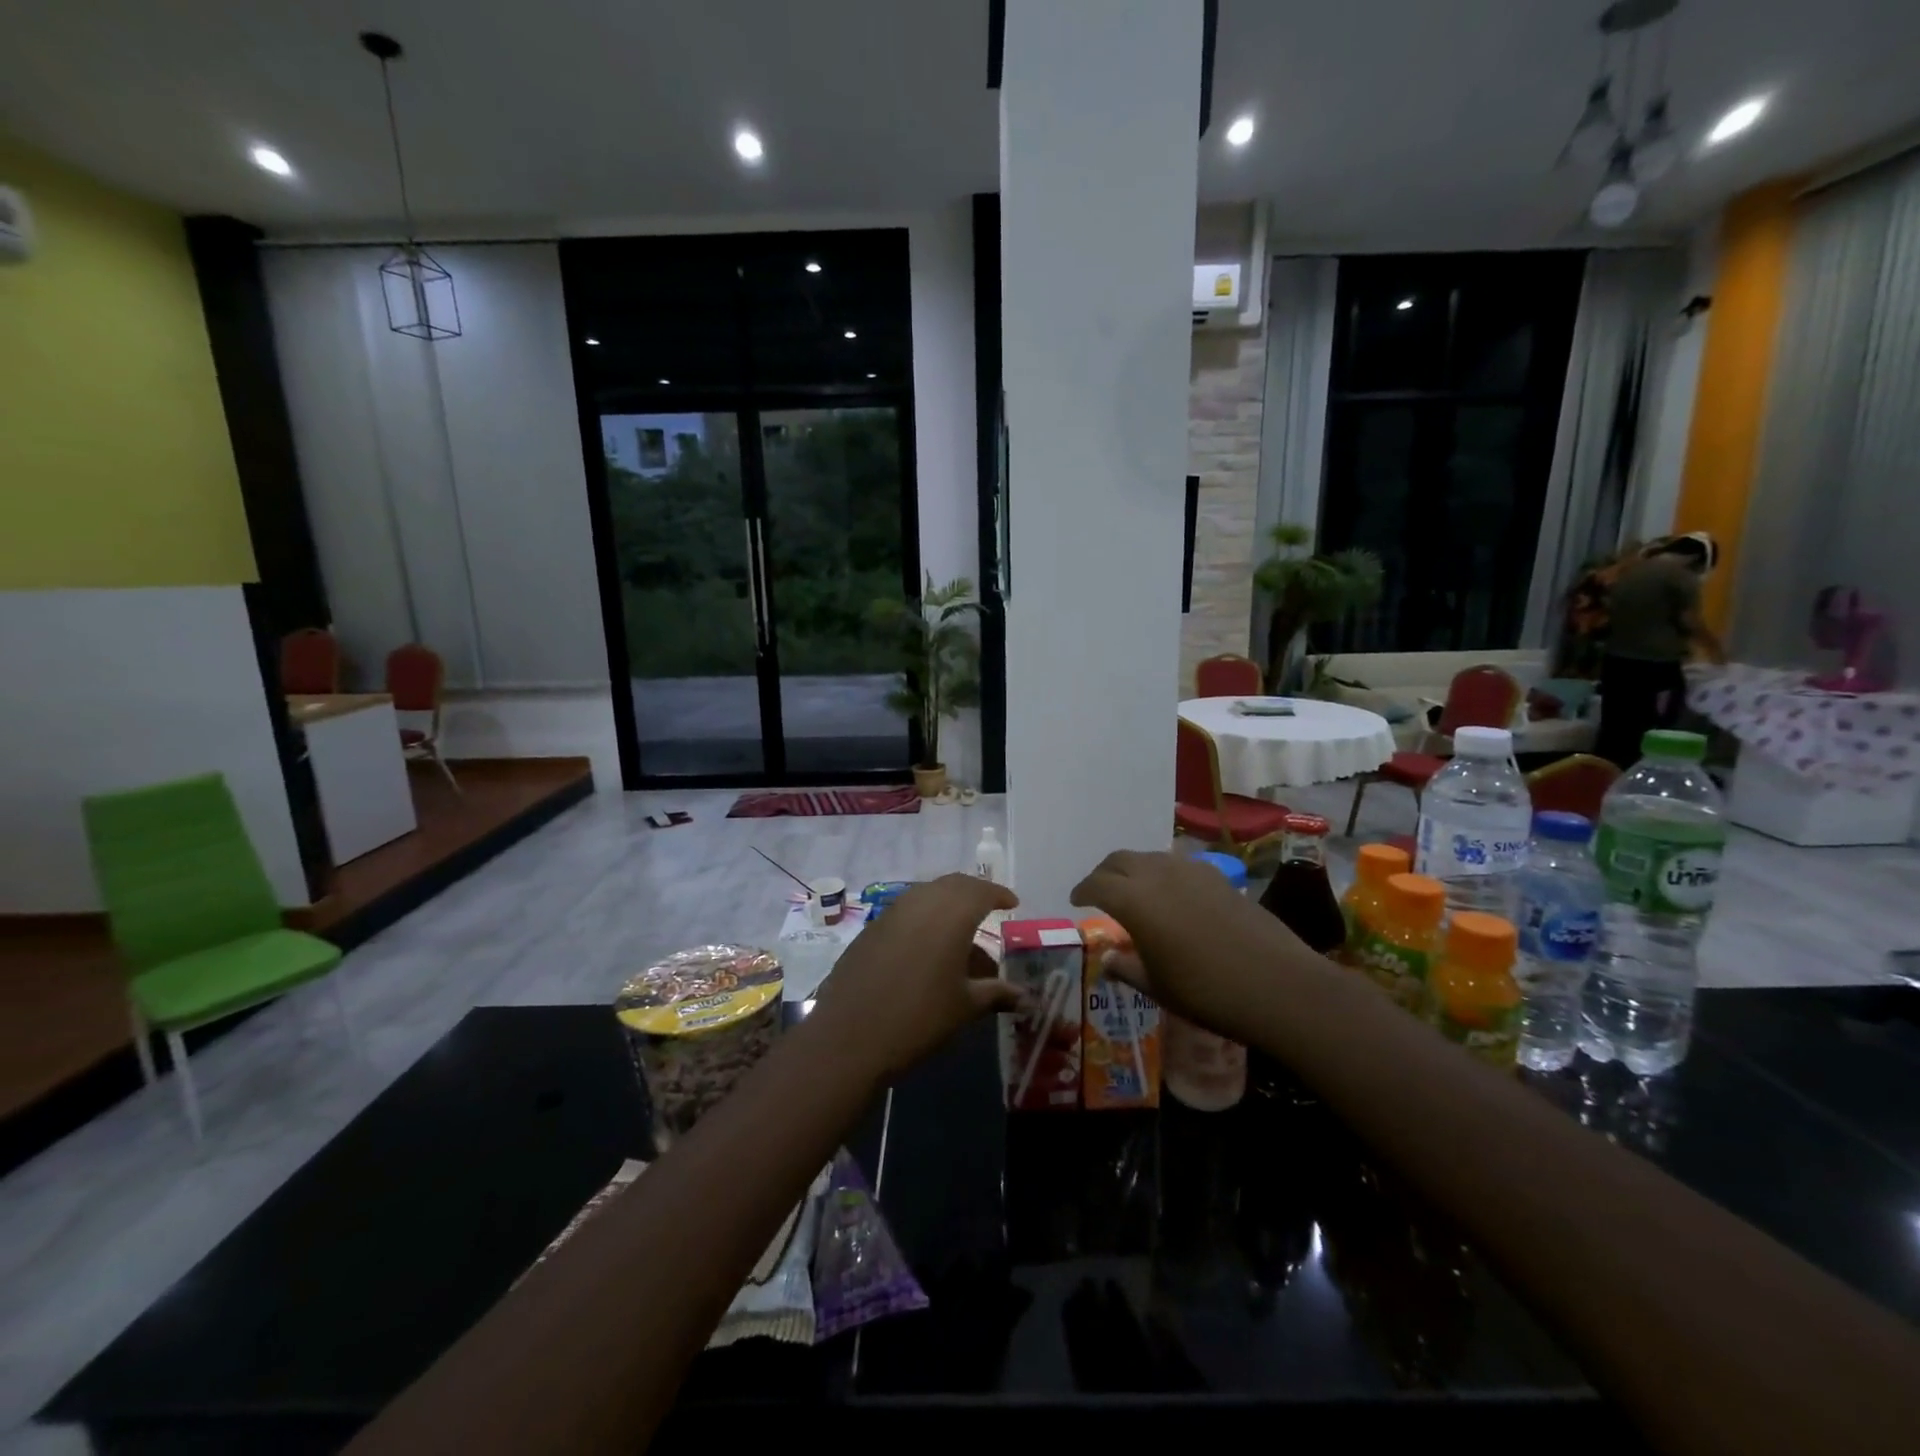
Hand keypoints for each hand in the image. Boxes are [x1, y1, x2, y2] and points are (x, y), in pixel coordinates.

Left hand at [810, 874, 1021, 1081]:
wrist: (849, 1036)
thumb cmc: (919, 1018)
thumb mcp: (965, 1006)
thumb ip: (997, 994)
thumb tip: (1027, 998)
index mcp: (952, 914)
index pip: (981, 891)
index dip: (999, 894)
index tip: (1012, 903)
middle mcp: (922, 902)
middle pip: (953, 885)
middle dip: (974, 894)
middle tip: (989, 909)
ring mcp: (892, 912)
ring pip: (927, 895)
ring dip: (947, 904)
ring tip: (960, 932)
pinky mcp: (871, 928)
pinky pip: (906, 911)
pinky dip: (924, 918)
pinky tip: (927, 947)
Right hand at [1071, 850, 1303, 1034]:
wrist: (1277, 984)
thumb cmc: (1207, 992)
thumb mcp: (1157, 987)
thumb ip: (1127, 967)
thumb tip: (1108, 957)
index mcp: (1134, 900)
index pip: (1096, 883)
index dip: (1082, 890)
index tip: (1076, 900)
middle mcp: (1157, 874)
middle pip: (1120, 860)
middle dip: (1105, 873)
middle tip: (1100, 892)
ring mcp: (1191, 871)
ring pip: (1150, 858)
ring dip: (1134, 870)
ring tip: (1134, 893)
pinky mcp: (1218, 877)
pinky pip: (1178, 865)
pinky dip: (1163, 874)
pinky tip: (1172, 896)